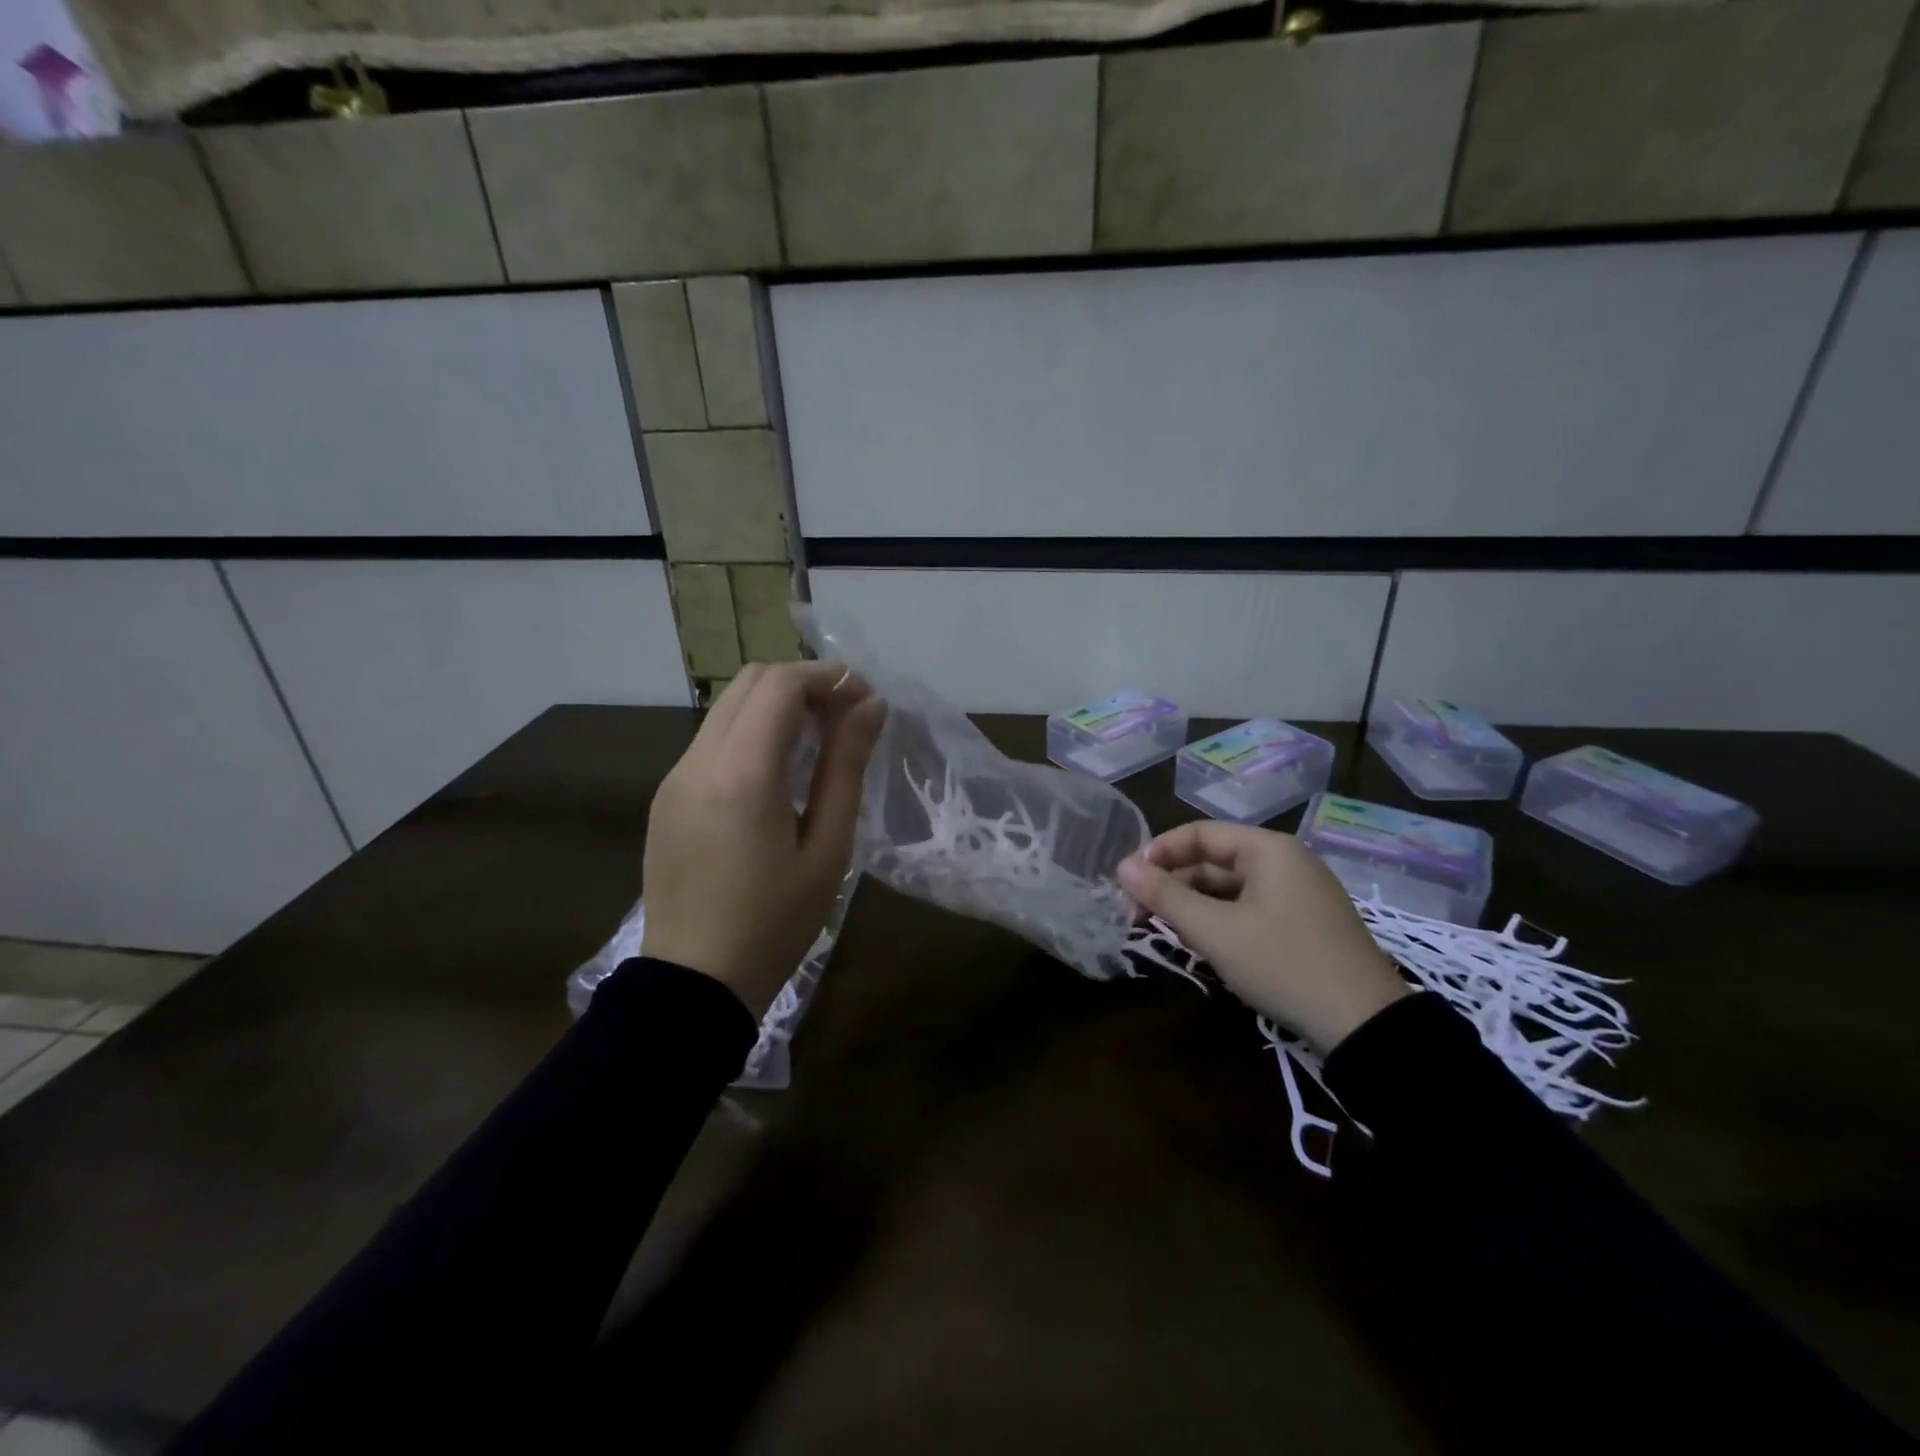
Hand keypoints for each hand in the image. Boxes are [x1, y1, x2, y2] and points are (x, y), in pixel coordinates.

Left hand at [641, 662, 885, 1016]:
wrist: (694, 984)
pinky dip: (750, 732)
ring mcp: (674, 778)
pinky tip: (777, 770)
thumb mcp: (828, 848)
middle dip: (801, 683)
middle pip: (748, 683)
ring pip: (727, 709)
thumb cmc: (775, 923)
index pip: (779, 686)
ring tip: (817, 740)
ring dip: (775, 705)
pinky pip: (711, 741)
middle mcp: (697, 762)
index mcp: (740, 776)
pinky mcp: (665, 797)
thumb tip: (870, 705)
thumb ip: (846, 767)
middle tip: (844, 715)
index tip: (864, 697)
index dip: (827, 677)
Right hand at [1118, 822, 1409, 1054]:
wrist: (1365, 1025)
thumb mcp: (1215, 930)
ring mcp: (1300, 893)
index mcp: (1268, 849)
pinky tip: (1204, 942)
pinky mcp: (1306, 923)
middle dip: (1174, 882)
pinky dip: (1221, 919)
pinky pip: (1251, 907)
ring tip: (1164, 928)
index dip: (1158, 853)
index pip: (1199, 834)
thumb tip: (1121, 866)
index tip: (1127, 881)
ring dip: (1195, 904)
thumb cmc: (1283, 964)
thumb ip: (1165, 895)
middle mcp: (1286, 861)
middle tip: (1137, 911)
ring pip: (1231, 887)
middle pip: (1215, 860)